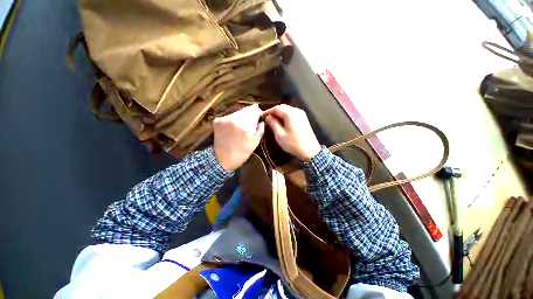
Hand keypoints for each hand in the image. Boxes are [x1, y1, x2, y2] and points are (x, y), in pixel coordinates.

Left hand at [213, 104, 264, 171]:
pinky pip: (229, 115)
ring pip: (238, 112)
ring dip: (241, 115)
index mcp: (247, 127)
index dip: (258, 112)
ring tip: (242, 125)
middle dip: (250, 113)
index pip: (255, 111)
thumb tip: (262, 121)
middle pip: (246, 109)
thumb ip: (260, 130)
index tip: (259, 115)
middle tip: (251, 120)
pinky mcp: (218, 120)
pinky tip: (233, 127)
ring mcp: (225, 119)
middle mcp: (236, 120)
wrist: (222, 159)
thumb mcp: (255, 143)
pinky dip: (233, 119)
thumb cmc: (242, 153)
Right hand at [263, 104, 320, 160]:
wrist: (310, 151)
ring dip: (279, 114)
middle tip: (267, 119)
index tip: (262, 116)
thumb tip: (268, 117)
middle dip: (274, 112)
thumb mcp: (280, 135)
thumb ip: (273, 124)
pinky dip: (285, 117)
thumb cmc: (293, 143)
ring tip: (273, 121)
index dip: (268, 111)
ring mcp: (301, 114)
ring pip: (287, 110)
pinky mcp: (303, 119)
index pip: (276, 108)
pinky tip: (282, 123)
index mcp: (290, 113)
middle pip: (283, 107)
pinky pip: (292, 114)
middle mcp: (296, 111)